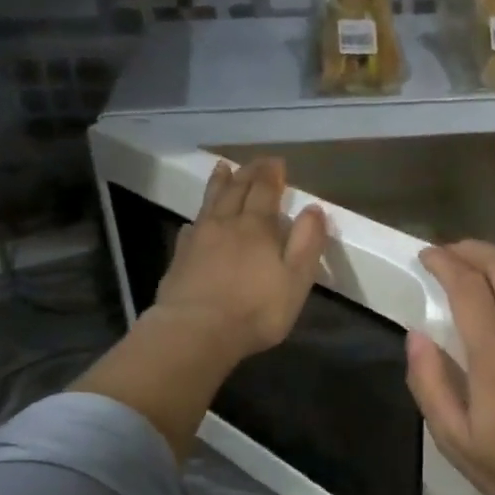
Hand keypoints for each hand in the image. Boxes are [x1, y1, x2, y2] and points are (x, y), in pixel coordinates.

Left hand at [152, 159, 328, 359]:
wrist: (196, 332)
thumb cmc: (255, 309)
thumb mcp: (296, 279)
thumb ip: (307, 243)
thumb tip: (314, 209)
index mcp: (257, 227)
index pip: (265, 190)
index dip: (271, 174)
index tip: (276, 162)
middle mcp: (226, 224)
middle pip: (236, 190)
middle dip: (248, 173)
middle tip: (255, 163)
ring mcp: (199, 239)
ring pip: (210, 202)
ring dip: (219, 183)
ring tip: (222, 168)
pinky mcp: (180, 258)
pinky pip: (191, 227)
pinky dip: (198, 218)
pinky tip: (196, 222)